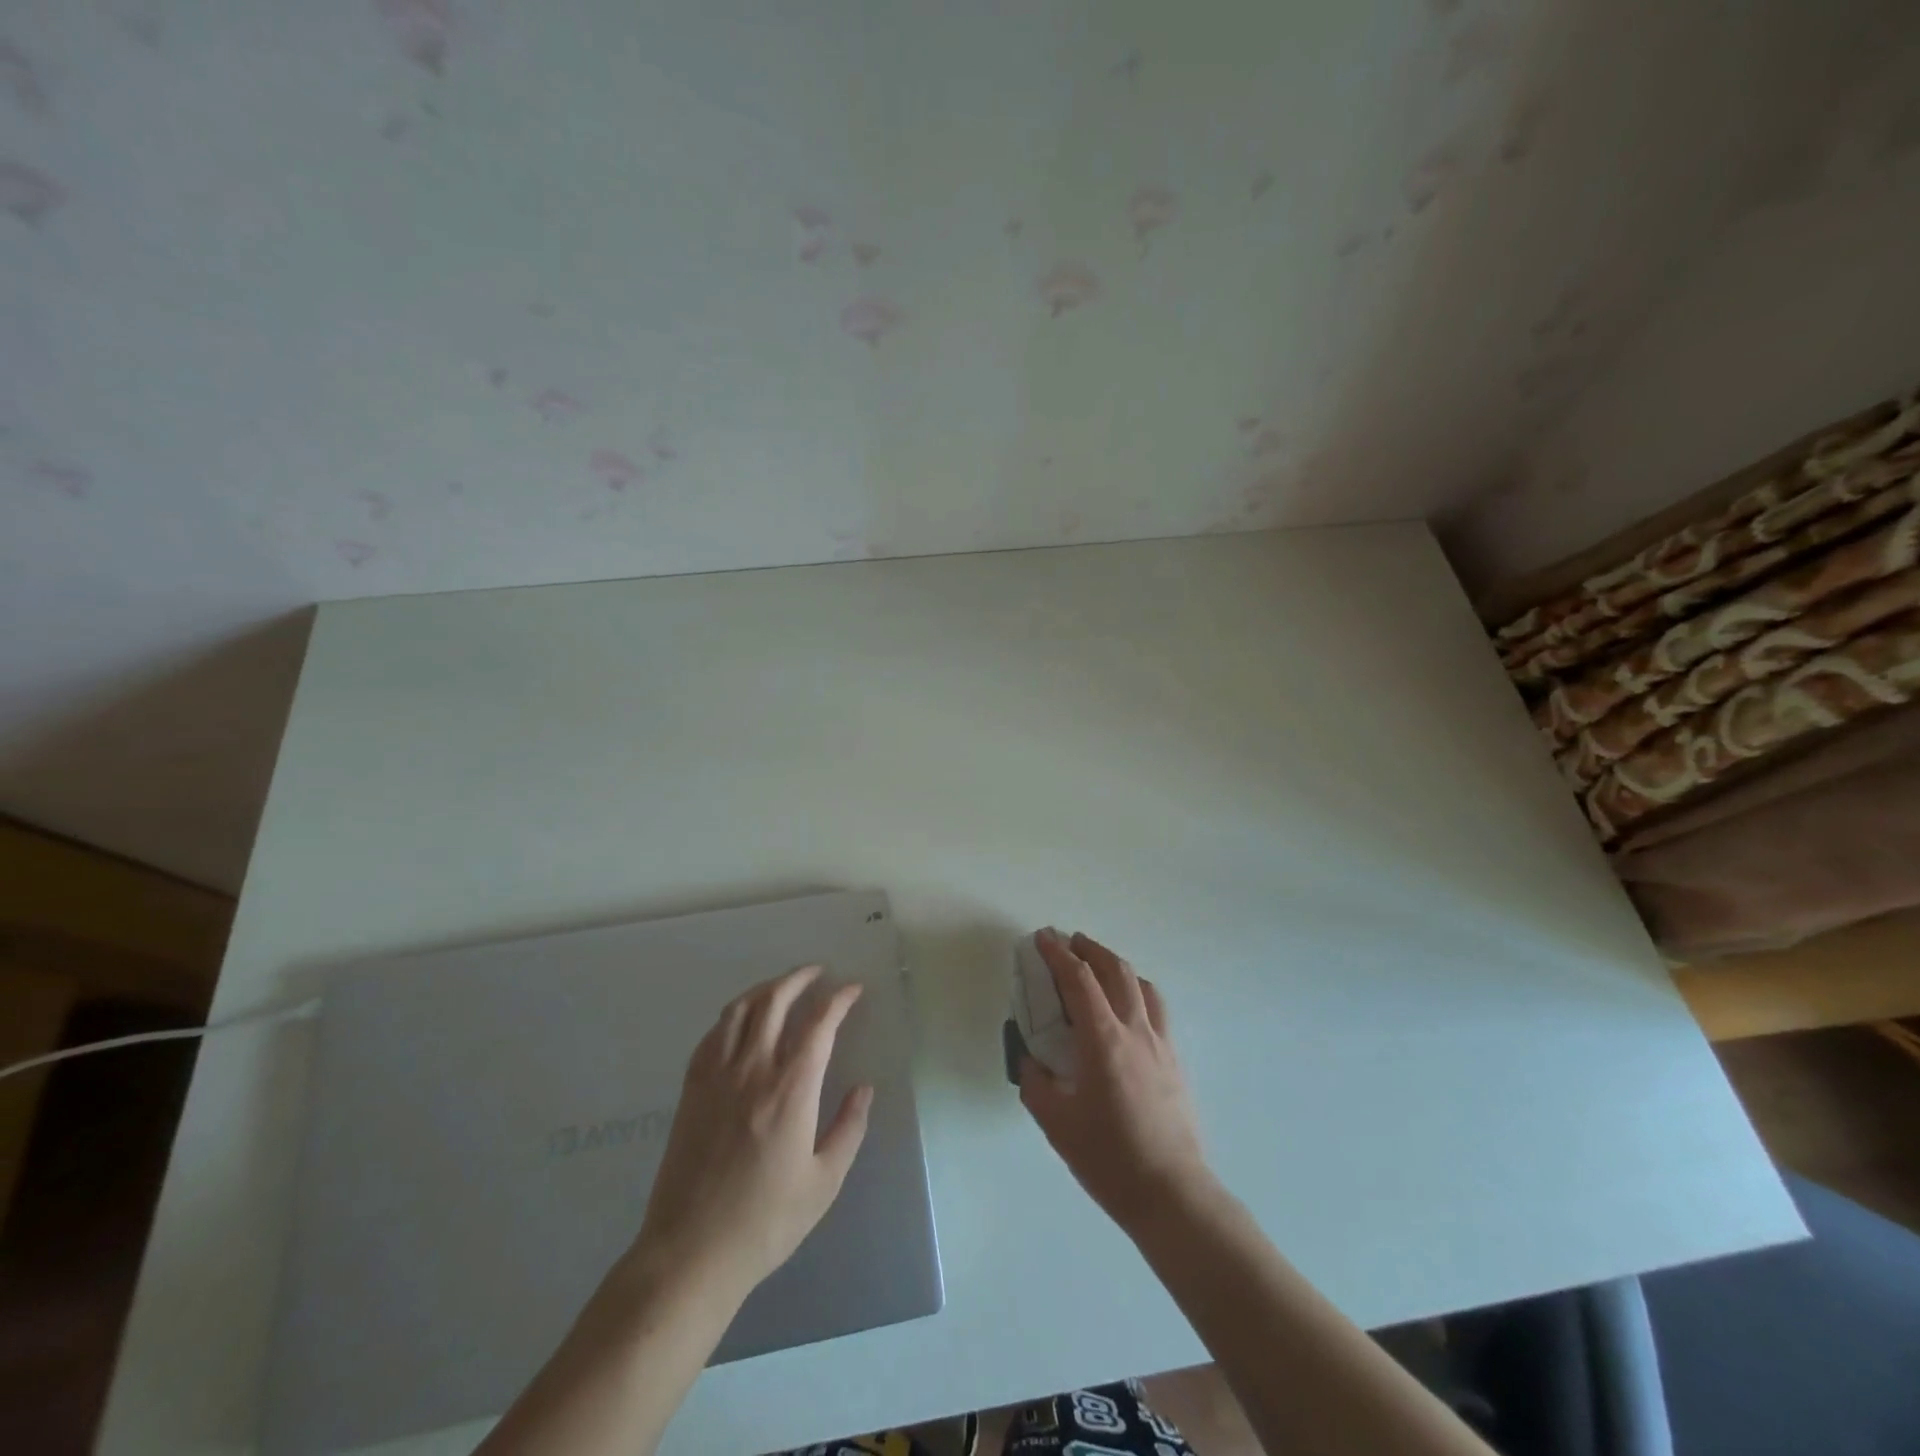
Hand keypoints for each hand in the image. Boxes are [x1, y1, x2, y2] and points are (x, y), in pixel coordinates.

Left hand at [629, 965, 872, 1301]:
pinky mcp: (691, 1090)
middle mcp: (753, 1070)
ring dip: (764, 989)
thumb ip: (848, 1129)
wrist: (690, 1252)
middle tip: (817, 972)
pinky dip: (732, 1015)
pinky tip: (741, 1021)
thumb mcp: (824, 1182)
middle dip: (799, 978)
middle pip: (774, 1001)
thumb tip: (864, 1089)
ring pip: (740, 1010)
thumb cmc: (766, 1221)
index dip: (838, 1000)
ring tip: (781, 987)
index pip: (819, 1024)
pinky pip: (712, 1035)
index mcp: (791, 1090)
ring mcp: (716, 1077)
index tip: (852, 989)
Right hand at [1020, 930, 1212, 1233]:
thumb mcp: (1056, 1124)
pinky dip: (1136, 991)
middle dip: (1090, 949)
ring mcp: (1161, 1043)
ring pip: (1141, 985)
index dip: (1058, 954)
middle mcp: (1136, 1030)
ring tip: (1099, 967)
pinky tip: (1127, 1008)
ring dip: (1116, 966)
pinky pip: (1156, 1008)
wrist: (1172, 1194)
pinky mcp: (1175, 1060)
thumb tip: (1030, 1059)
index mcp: (1104, 1040)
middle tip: (1069, 942)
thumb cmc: (1109, 1159)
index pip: (1079, 980)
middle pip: (1115, 970)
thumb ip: (1036, 1083)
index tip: (1043, 937)